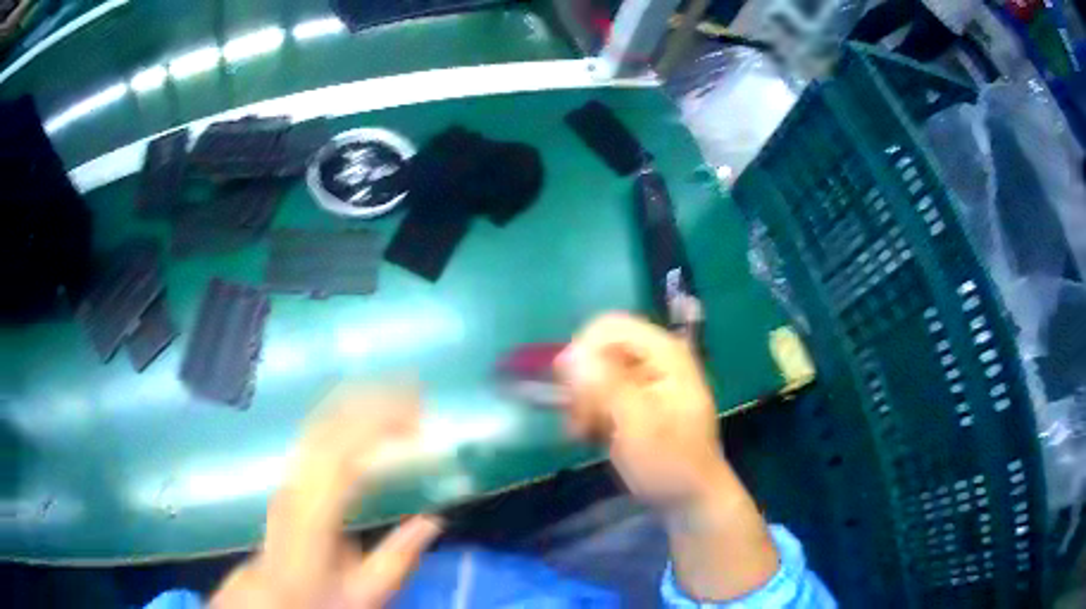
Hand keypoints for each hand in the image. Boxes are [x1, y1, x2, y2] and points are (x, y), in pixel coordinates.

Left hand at [211, 385, 441, 608]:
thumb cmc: (319, 597)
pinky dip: (343, 414)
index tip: (417, 417)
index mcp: (314, 516)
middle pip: (329, 428)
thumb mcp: (365, 593)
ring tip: (395, 393)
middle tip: (415, 393)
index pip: (345, 458)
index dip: (379, 429)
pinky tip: (363, 412)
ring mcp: (289, 476)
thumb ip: (399, 559)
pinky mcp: (291, 475)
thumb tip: (433, 520)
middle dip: (372, 404)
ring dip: (357, 403)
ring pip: (318, 424)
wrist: (273, 595)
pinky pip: (316, 433)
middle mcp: (296, 486)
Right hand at [556, 313, 778, 600]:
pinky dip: (589, 411)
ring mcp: (644, 379)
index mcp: (665, 353)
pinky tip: (590, 435)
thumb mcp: (638, 424)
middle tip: (582, 420)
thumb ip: (605, 385)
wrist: (689, 499)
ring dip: (582, 401)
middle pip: (598, 348)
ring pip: (594, 371)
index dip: (584, 353)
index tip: (574, 393)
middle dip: (582, 382)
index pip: (608, 327)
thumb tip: (569, 354)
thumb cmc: (670, 462)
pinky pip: (598, 391)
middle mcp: (654, 358)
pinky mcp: (633, 400)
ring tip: (585, 432)